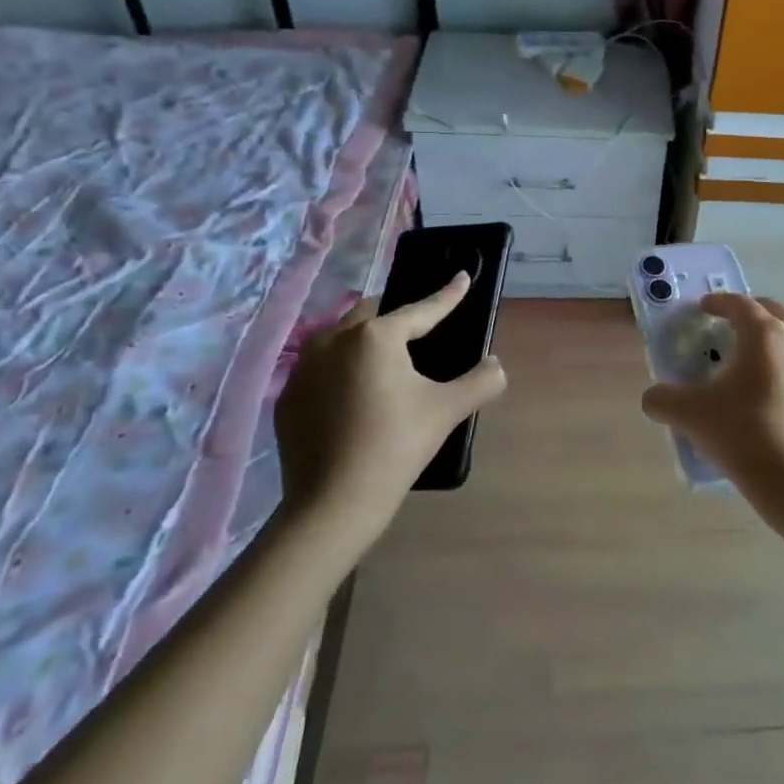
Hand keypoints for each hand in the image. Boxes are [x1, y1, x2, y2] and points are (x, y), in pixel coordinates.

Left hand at [274, 274, 506, 540]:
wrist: (332, 506)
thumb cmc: (395, 447)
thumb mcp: (447, 410)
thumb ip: (480, 381)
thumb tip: (496, 365)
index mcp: (375, 336)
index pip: (422, 309)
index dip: (447, 295)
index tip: (463, 277)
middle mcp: (334, 339)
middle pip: (373, 314)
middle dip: (398, 318)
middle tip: (420, 332)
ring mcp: (304, 367)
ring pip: (341, 337)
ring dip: (365, 340)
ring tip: (385, 361)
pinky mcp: (287, 396)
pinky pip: (320, 367)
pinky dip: (341, 370)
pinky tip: (354, 395)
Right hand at [641, 293, 783, 496]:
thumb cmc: (741, 433)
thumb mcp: (690, 415)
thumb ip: (664, 400)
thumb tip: (653, 398)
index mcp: (763, 334)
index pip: (740, 304)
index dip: (719, 302)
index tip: (705, 308)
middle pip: (777, 311)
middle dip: (754, 312)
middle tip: (735, 324)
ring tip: (772, 349)